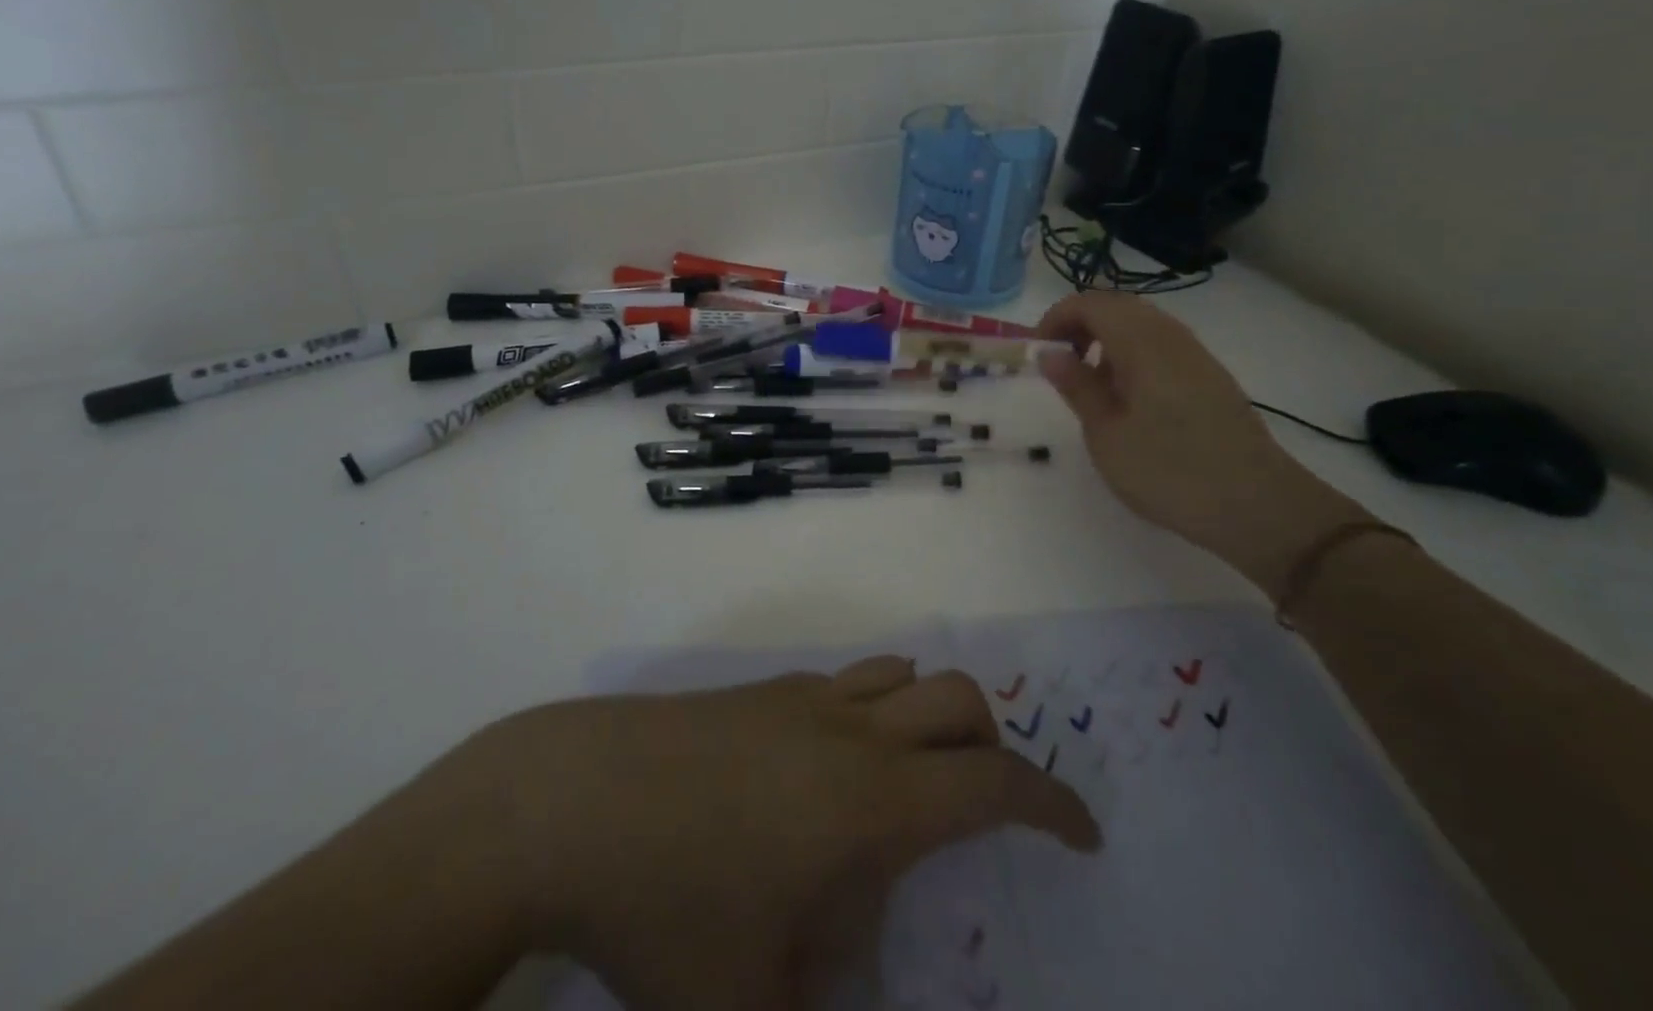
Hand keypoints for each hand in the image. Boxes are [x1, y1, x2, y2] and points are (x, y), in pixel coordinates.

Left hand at [415, 660, 1099, 1008]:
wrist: (568, 799)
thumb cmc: (665, 908)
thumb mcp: (746, 1006)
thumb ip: (816, 1005)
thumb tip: (847, 981)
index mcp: (869, 799)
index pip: (991, 783)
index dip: (1051, 805)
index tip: (1084, 834)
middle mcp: (849, 729)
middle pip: (957, 698)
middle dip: (993, 746)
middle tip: (984, 810)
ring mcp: (801, 698)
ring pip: (900, 673)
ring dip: (930, 716)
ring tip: (911, 786)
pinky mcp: (760, 691)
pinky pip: (844, 683)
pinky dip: (872, 713)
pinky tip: (827, 780)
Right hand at [1037, 291, 1368, 597]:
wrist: (1258, 507)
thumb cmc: (1170, 471)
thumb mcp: (1107, 434)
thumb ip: (1077, 386)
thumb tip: (1049, 352)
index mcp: (1142, 342)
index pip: (1090, 303)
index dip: (1055, 319)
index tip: (1038, 354)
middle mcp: (1171, 336)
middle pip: (1117, 306)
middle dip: (1079, 325)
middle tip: (1059, 364)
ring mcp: (1195, 355)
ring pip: (1141, 324)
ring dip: (1106, 340)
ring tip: (1090, 384)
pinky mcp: (1210, 377)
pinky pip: (1161, 345)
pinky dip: (1132, 355)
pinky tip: (1129, 399)